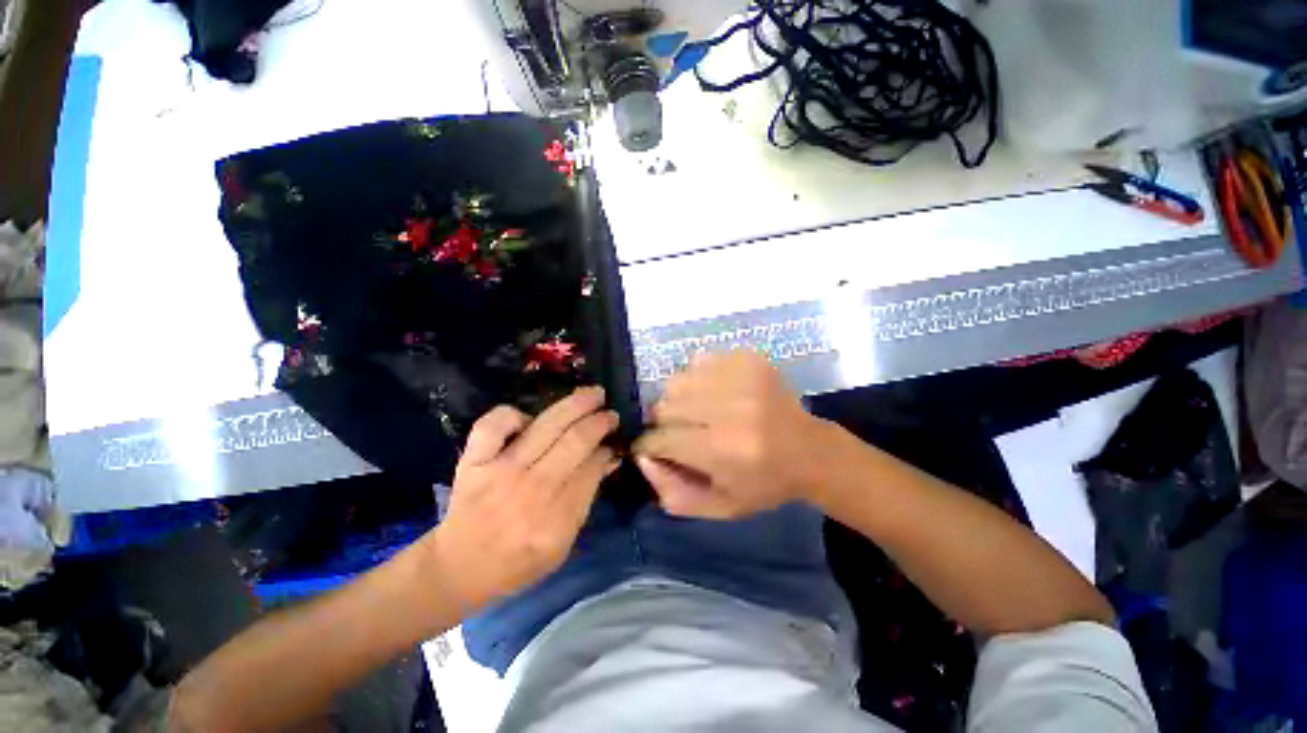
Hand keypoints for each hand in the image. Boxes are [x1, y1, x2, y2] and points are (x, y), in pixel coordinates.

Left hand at [430, 388, 619, 613]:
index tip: (614, 439)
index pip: (591, 468)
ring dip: (575, 405)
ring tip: (594, 394)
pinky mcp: (473, 461)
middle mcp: (530, 490)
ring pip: (546, 426)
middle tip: (612, 413)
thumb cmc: (517, 560)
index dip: (606, 449)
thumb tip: (608, 458)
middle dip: (599, 422)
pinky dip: (512, 414)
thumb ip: (586, 499)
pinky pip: (494, 424)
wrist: (459, 566)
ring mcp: (499, 471)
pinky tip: (528, 417)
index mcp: (555, 519)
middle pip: (575, 442)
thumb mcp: (562, 544)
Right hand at [634, 352, 827, 518]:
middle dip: (663, 424)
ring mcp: (741, 378)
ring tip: (696, 411)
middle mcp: (731, 409)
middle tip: (680, 432)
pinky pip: (699, 361)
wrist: (811, 451)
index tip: (654, 449)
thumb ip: (672, 491)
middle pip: (664, 407)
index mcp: (724, 450)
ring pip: (676, 381)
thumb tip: (641, 457)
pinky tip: (714, 393)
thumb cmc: (764, 485)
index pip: (660, 440)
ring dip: (678, 399)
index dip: (650, 446)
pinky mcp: (749, 359)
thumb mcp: (719, 507)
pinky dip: (698, 378)